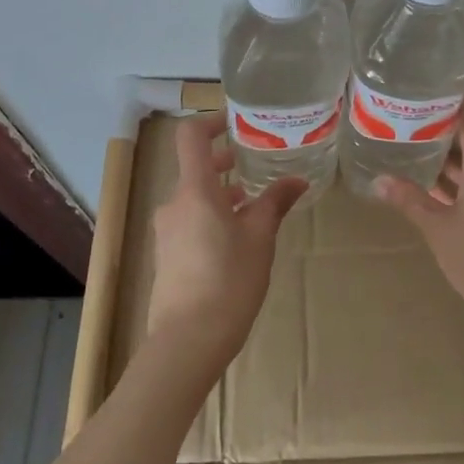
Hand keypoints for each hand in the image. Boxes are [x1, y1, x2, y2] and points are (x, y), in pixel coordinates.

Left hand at [145, 113, 306, 369]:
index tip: (237, 122)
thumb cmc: (228, 281)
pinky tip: (237, 237)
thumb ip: (275, 203)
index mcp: (194, 191)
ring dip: (221, 192)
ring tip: (253, 203)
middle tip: (256, 162)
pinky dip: (212, 215)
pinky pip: (190, 220)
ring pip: (194, 197)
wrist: (187, 342)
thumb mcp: (260, 239)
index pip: (191, 137)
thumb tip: (296, 180)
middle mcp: (174, 204)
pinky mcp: (167, 255)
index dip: (212, 122)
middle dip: (225, 161)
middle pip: (195, 168)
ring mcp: (167, 231)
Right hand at [375, 111, 463, 336]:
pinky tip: (430, 189)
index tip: (424, 93)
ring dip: (446, 158)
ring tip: (412, 149)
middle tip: (407, 121)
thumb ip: (410, 200)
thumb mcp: (438, 227)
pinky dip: (454, 182)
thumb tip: (379, 179)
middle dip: (441, 130)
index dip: (450, 105)